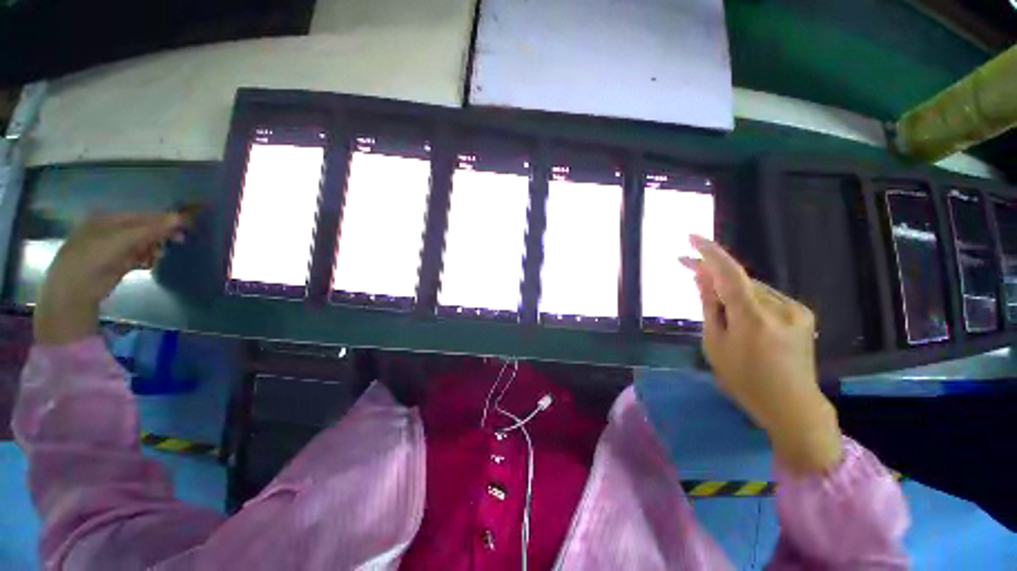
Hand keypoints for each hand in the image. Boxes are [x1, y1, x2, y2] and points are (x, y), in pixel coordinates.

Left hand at [35, 213, 185, 344]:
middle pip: (143, 229)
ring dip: (154, 249)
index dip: (163, 220)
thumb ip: (151, 229)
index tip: (185, 226)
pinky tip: (148, 264)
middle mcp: (110, 230)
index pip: (142, 216)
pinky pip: (138, 257)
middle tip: (179, 241)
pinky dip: (146, 259)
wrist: (75, 289)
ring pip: (142, 244)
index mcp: (108, 218)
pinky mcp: (116, 263)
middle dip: (160, 235)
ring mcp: (112, 248)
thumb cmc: (94, 257)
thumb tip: (180, 218)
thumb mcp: (123, 239)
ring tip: (157, 257)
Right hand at [683, 235, 841, 474]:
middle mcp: (780, 307)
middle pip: (739, 280)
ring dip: (727, 287)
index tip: (690, 238)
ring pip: (751, 288)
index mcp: (755, 318)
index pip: (730, 274)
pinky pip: (764, 297)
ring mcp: (795, 309)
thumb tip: (702, 277)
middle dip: (711, 272)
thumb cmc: (744, 380)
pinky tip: (733, 308)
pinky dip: (744, 296)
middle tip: (685, 264)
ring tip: (707, 294)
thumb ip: (710, 307)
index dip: (709, 253)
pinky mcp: (802, 313)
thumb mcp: (716, 344)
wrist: (792, 406)